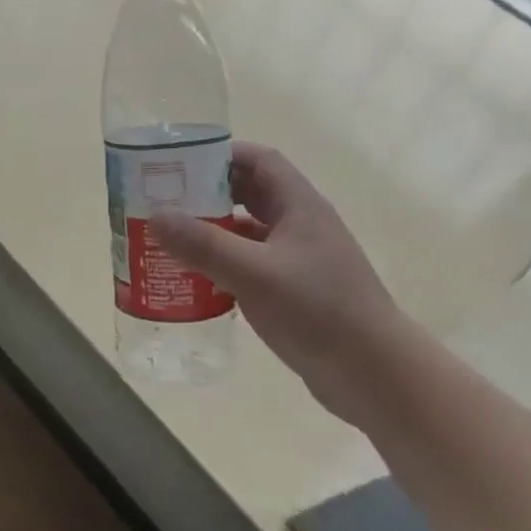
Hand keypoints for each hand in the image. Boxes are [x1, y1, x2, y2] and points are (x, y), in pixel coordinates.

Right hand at [152, 142, 405, 424]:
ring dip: (213, 231)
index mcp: (299, 206)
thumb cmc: (319, 312)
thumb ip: (204, 245)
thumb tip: (155, 216)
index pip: (259, 160)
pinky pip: (250, 264)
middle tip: (164, 201)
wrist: (375, 375)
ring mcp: (298, 259)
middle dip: (208, 193)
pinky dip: (223, 265)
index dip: (221, 155)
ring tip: (170, 239)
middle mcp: (300, 225)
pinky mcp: (294, 291)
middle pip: (250, 193)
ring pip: (248, 232)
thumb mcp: (255, 274)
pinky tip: (196, 280)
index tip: (179, 163)